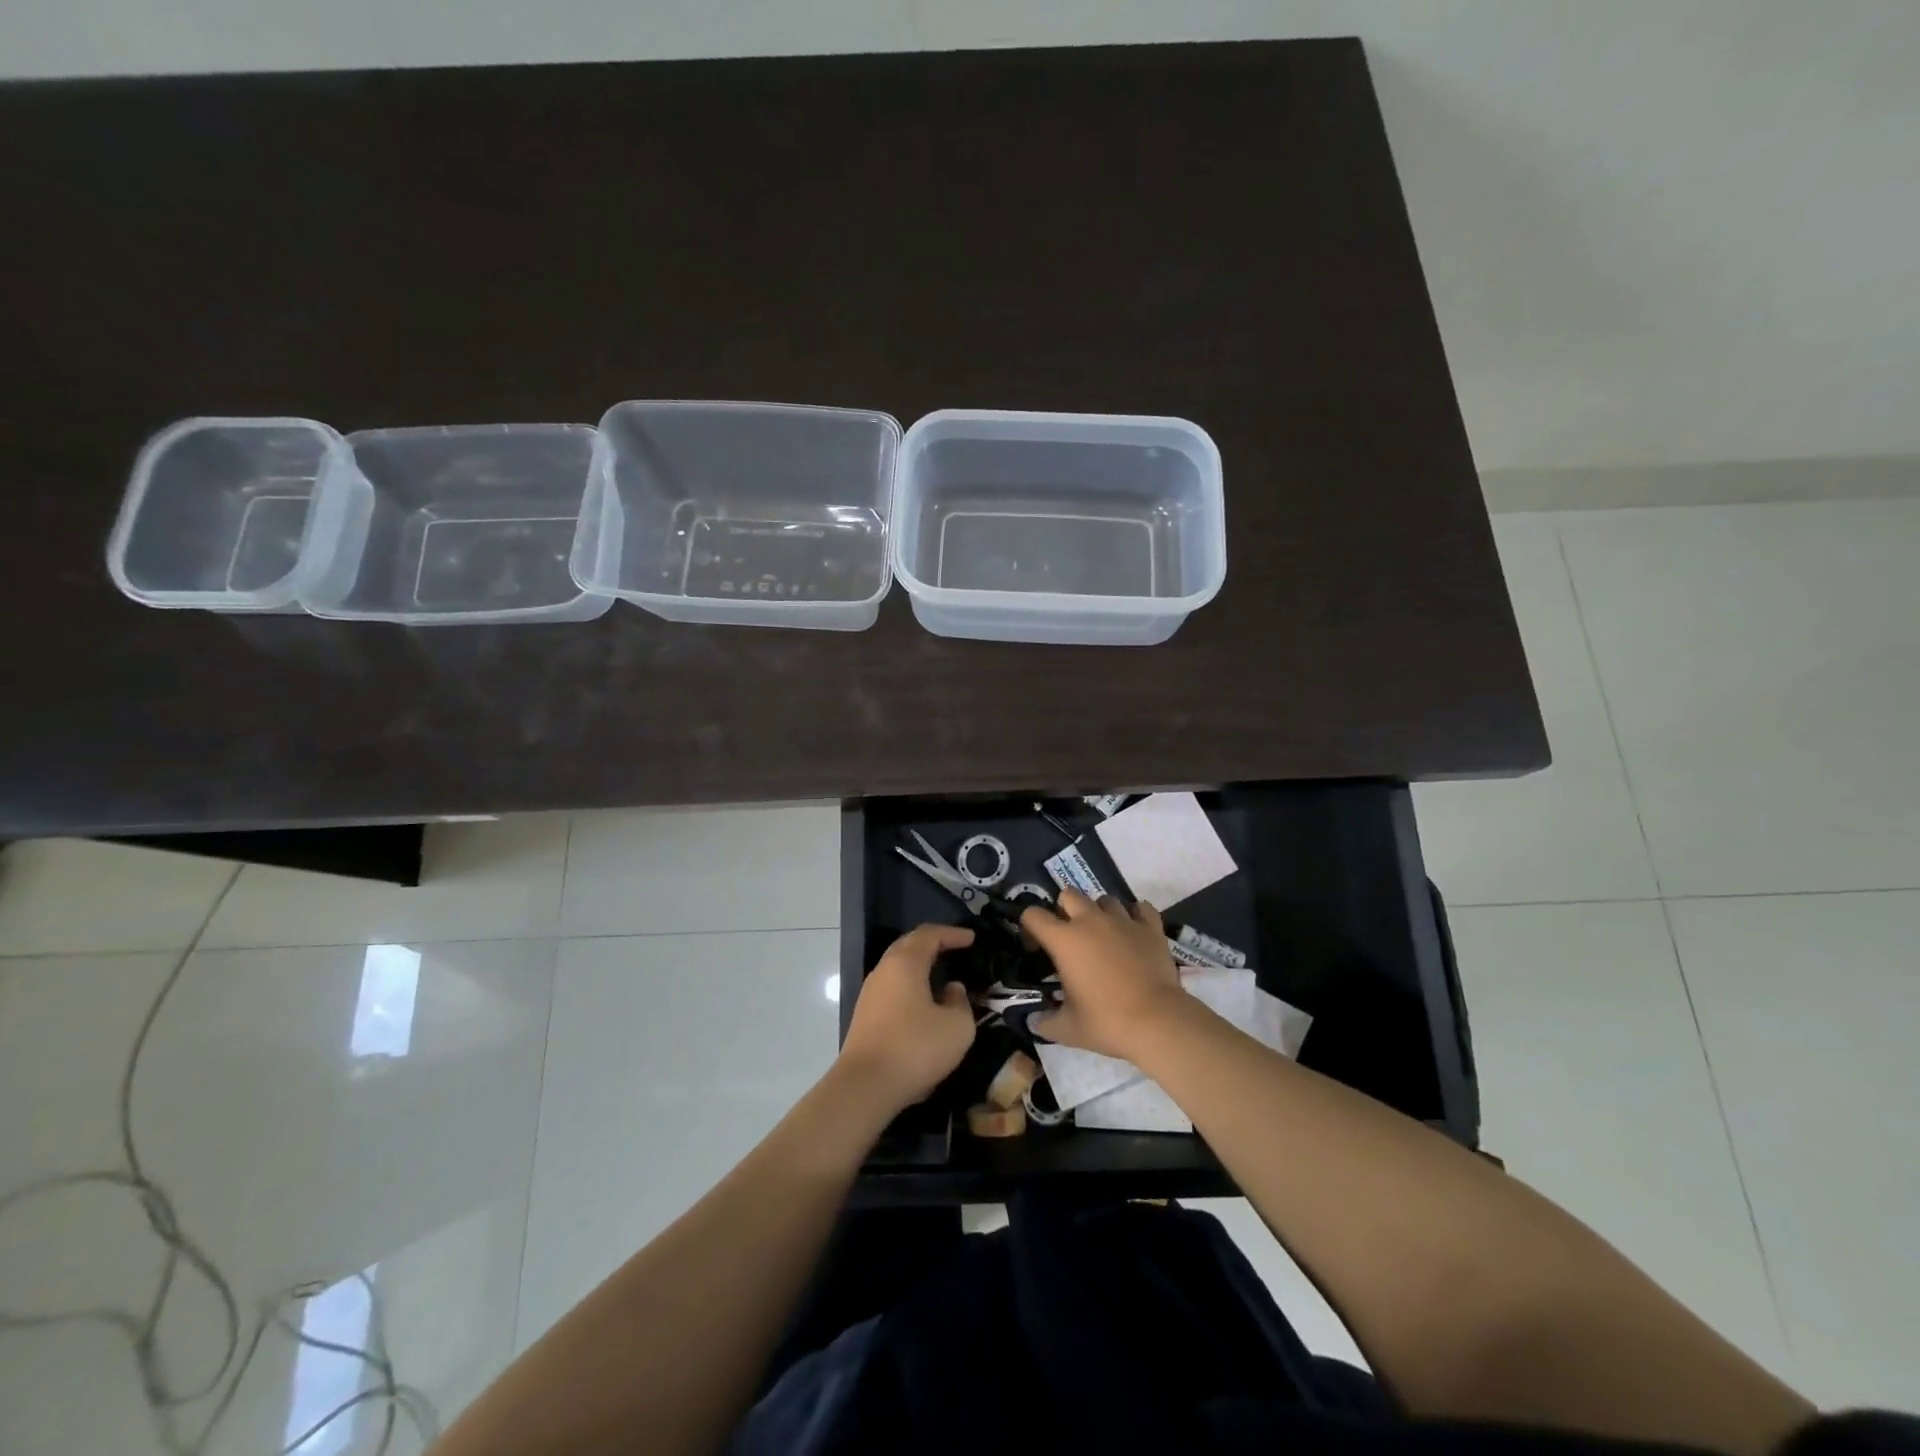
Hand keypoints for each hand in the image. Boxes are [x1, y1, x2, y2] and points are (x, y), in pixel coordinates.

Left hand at [837, 924, 977, 1112]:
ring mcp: (870, 993)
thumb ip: (960, 1002)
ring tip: (942, 975)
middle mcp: (884, 970)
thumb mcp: (956, 1027)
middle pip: (909, 945)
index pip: (929, 935)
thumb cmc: (915, 1048)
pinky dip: (910, 985)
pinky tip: (923, 1002)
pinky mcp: (865, 1015)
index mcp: (905, 963)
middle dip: (933, 943)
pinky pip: (892, 988)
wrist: (865, 1087)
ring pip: (898, 968)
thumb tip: (951, 990)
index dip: (952, 934)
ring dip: (920, 966)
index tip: (972, 939)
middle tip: (955, 948)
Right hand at [1023, 889, 1184, 1060]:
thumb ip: (1045, 1021)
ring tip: (1104, 936)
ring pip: (1105, 899)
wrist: (1158, 1022)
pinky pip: (1141, 908)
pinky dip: (1135, 915)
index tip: (1035, 948)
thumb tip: (1033, 1021)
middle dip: (1064, 910)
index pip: (1033, 915)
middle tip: (1070, 937)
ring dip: (1100, 913)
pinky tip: (1134, 932)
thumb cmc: (1107, 1022)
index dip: (1029, 928)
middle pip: (1069, 894)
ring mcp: (1123, 920)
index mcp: (1064, 940)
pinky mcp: (1151, 927)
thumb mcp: (1067, 1029)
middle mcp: (1091, 920)